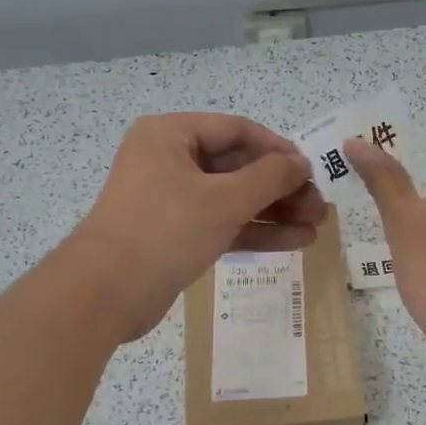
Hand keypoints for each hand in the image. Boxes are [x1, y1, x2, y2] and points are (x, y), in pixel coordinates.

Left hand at [64, 113, 325, 340]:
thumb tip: (300, 163)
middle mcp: (169, 160)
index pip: (236, 130)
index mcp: (171, 135)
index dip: (278, 148)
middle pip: (237, 166)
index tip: (311, 169)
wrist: (105, 294)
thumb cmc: (164, 230)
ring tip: (316, 226)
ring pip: (233, 198)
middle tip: (320, 207)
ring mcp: (171, 199)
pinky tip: (295, 242)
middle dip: (281, 188)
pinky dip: (255, 231)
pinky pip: (222, 223)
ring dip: (274, 211)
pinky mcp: (176, 234)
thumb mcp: (224, 199)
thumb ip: (269, 177)